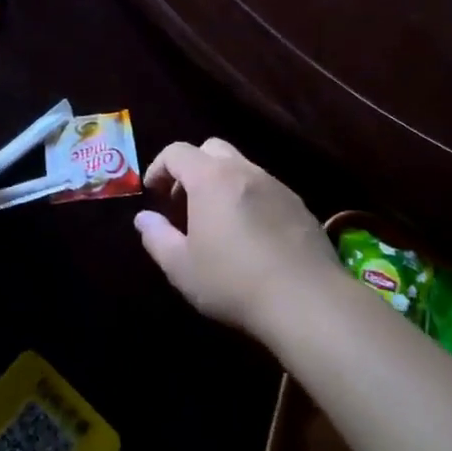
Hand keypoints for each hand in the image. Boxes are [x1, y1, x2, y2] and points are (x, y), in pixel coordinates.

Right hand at [133, 138, 340, 338]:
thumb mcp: (182, 267)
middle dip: (192, 169)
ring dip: (222, 184)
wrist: (307, 300)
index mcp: (211, 178)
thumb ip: (157, 237)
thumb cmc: (234, 282)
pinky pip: (266, 189)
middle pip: (211, 149)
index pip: (177, 152)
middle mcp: (244, 171)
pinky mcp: (299, 205)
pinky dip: (249, 199)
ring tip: (217, 223)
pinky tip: (251, 237)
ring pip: (241, 168)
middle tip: (184, 203)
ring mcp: (276, 186)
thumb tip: (144, 218)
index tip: (153, 194)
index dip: (159, 167)